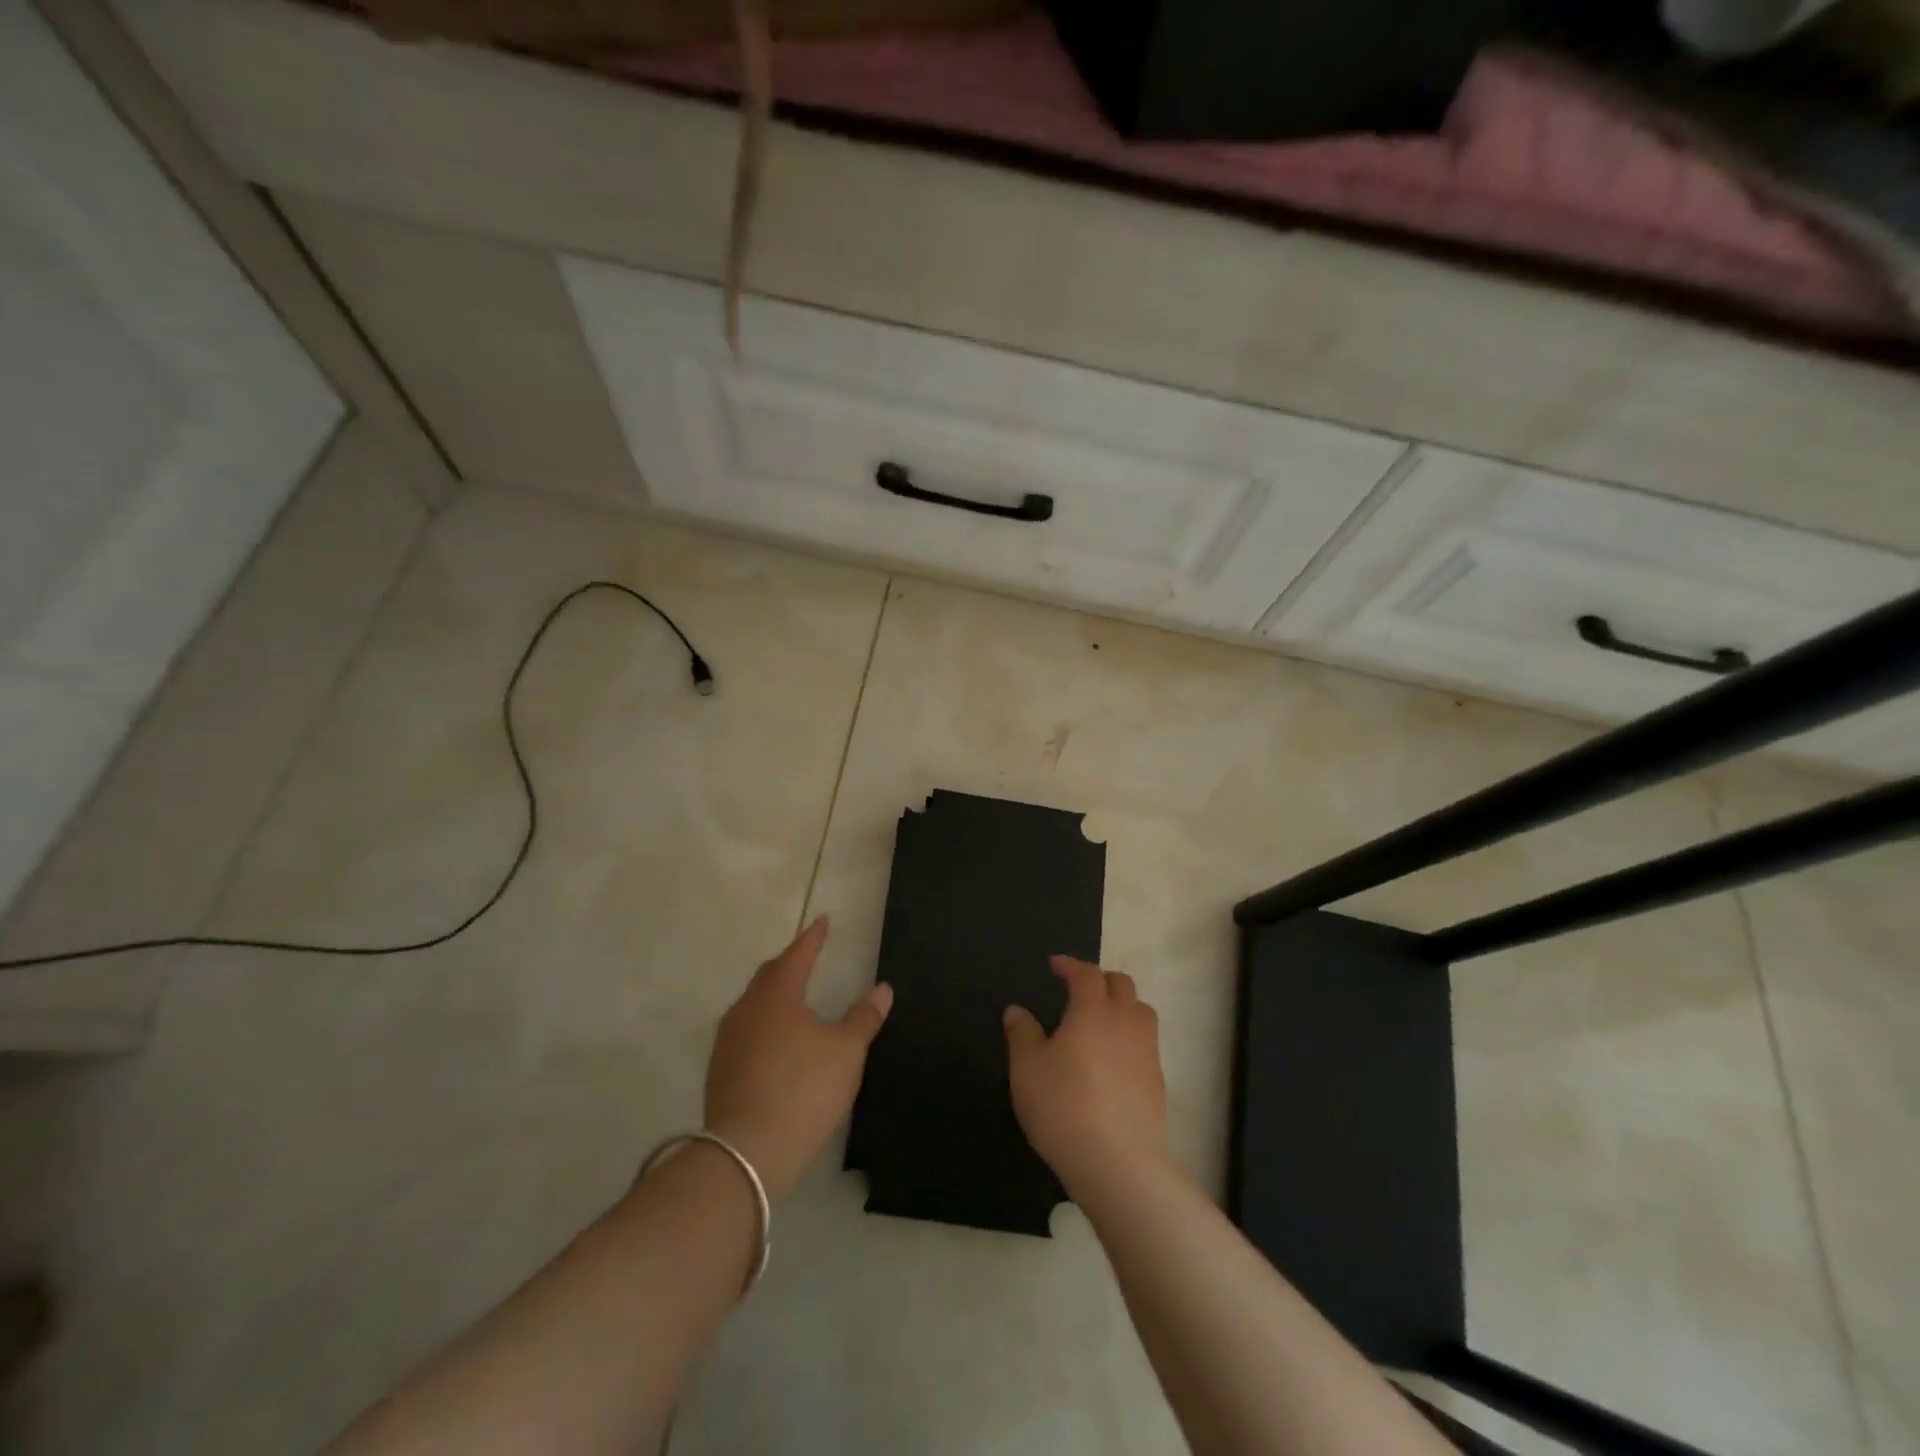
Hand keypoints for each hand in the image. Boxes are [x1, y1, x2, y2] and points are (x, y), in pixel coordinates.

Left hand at [704, 916, 891, 1200]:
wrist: (748, 1151)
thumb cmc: (804, 1089)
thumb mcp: (846, 1051)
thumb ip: (864, 1017)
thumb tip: (882, 988)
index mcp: (777, 994)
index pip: (798, 954)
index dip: (813, 937)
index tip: (823, 921)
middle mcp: (747, 1009)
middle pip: (769, 975)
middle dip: (790, 963)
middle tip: (808, 956)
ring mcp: (728, 1040)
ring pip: (753, 1004)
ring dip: (773, 995)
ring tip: (792, 997)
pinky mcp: (720, 1070)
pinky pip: (745, 1032)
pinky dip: (763, 1025)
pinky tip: (774, 1041)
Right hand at [1004, 956, 1168, 1194]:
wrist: (1119, 1164)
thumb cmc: (1064, 1106)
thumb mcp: (1027, 1068)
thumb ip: (1022, 1034)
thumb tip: (1017, 1010)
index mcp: (1093, 1010)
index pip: (1086, 973)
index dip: (1070, 965)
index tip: (1055, 965)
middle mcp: (1126, 1021)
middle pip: (1121, 984)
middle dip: (1099, 979)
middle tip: (1078, 988)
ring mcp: (1147, 1051)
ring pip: (1140, 1011)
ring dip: (1121, 1005)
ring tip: (1100, 1021)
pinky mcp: (1158, 1082)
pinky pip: (1145, 1043)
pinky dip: (1129, 1038)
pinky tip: (1111, 1060)